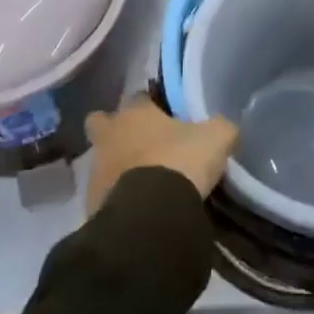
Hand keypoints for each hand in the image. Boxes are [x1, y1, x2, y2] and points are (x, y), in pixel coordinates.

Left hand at [84, 93, 239, 214]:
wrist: (150, 217)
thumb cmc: (180, 163)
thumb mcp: (216, 138)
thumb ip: (219, 128)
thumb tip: (222, 129)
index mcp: (135, 112)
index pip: (139, 96)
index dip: (151, 106)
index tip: (166, 118)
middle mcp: (109, 135)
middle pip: (101, 122)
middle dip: (115, 130)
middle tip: (140, 145)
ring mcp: (95, 170)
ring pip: (101, 160)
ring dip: (117, 168)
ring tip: (145, 184)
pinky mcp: (90, 205)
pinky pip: (104, 195)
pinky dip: (117, 198)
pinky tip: (138, 209)